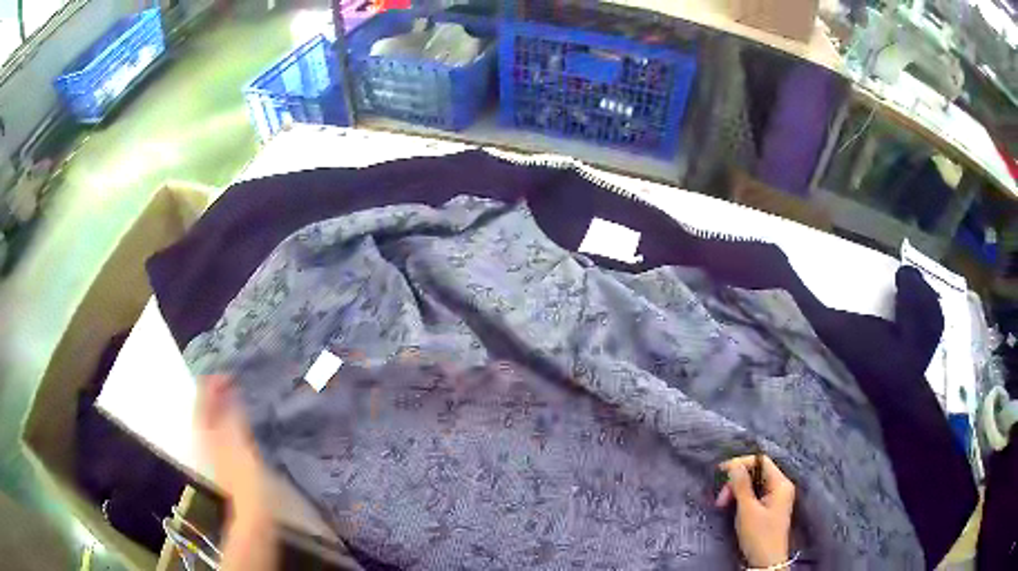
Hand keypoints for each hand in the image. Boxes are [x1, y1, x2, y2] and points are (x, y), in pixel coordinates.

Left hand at [195, 375, 277, 570]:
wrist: (251, 510)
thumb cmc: (245, 476)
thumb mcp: (238, 442)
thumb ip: (231, 416)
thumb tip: (228, 391)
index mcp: (206, 432)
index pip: (202, 400)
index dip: (211, 384)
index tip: (227, 373)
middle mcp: (204, 438)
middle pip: (203, 408)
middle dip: (213, 392)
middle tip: (229, 380)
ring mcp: (213, 450)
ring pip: (210, 419)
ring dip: (219, 404)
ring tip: (232, 394)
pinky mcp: (224, 459)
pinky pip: (219, 430)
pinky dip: (225, 418)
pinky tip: (235, 419)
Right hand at [716, 455, 794, 567]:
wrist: (766, 562)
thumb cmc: (759, 535)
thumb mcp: (748, 510)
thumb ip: (741, 486)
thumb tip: (734, 465)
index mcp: (780, 483)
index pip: (760, 461)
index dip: (740, 463)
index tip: (720, 472)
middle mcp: (780, 487)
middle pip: (756, 473)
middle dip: (736, 482)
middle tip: (720, 498)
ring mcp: (775, 498)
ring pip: (753, 485)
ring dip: (736, 491)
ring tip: (722, 504)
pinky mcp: (769, 508)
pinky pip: (754, 495)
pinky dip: (741, 498)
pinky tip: (731, 506)